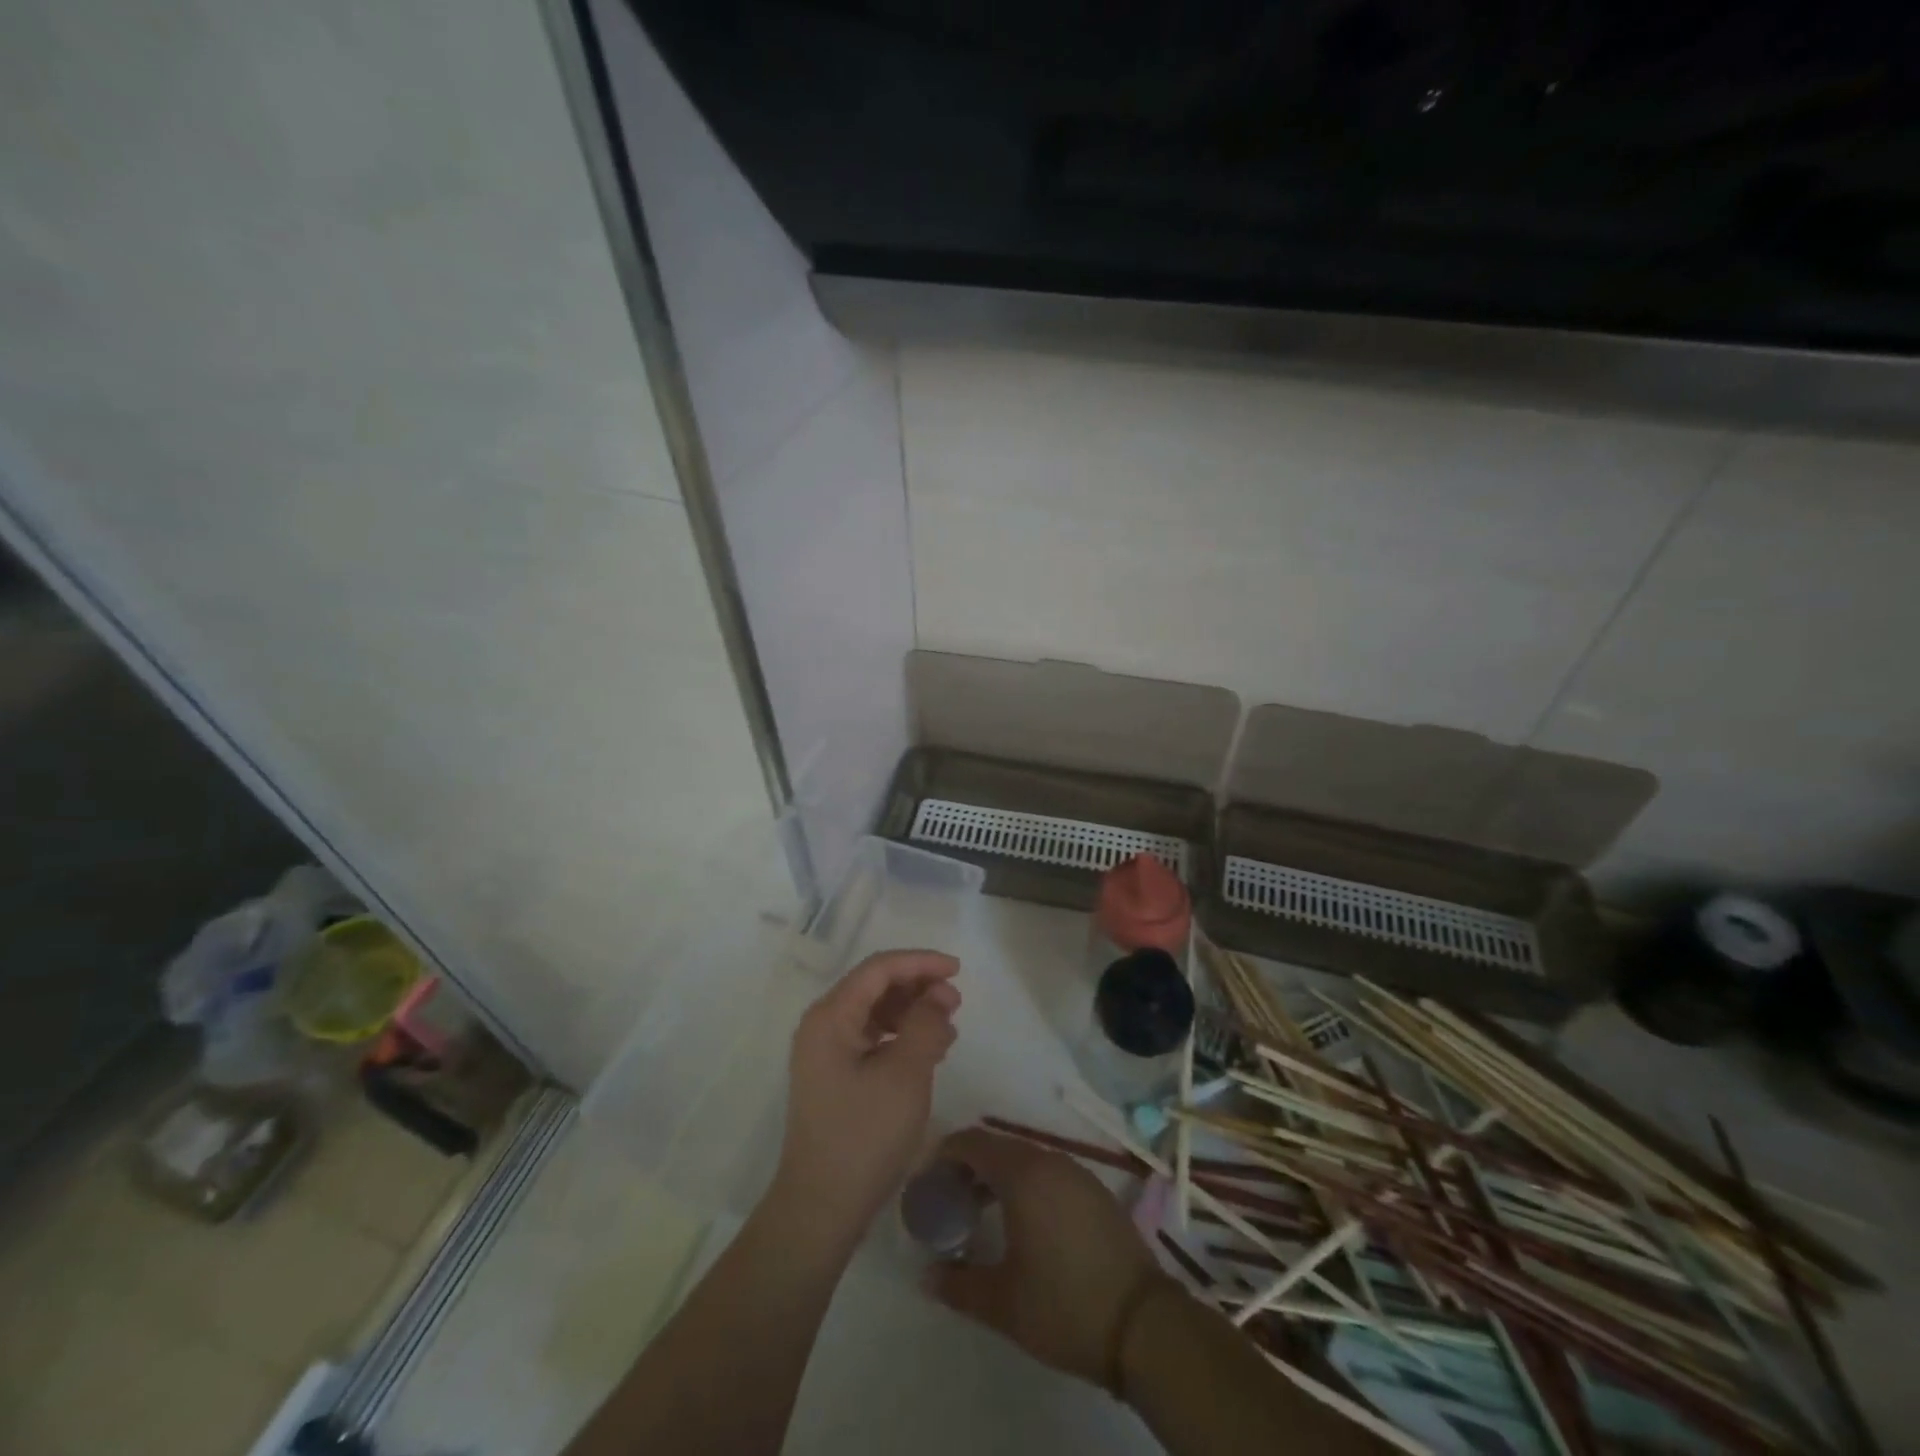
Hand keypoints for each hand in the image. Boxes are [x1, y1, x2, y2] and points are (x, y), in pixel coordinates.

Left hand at [772, 950, 961, 1249]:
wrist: (821, 1209)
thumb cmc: (864, 1137)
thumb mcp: (905, 1075)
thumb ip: (925, 1024)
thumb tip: (939, 994)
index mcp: (831, 1016)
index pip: (879, 968)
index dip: (920, 962)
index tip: (957, 970)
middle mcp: (822, 1025)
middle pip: (875, 986)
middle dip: (918, 987)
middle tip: (956, 1003)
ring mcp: (825, 1052)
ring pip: (875, 1012)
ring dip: (912, 1012)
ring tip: (947, 1028)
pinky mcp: (834, 1076)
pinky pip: (871, 1038)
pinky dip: (901, 1037)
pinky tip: (927, 1052)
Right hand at [927, 1128, 1169, 1390]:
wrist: (1143, 1325)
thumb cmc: (1064, 1306)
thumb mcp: (1002, 1303)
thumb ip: (958, 1284)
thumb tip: (926, 1276)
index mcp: (1022, 1174)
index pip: (973, 1142)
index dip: (944, 1153)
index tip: (927, 1179)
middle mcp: (1050, 1161)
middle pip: (999, 1147)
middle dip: (969, 1165)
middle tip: (949, 1198)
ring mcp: (1078, 1174)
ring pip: (1026, 1159)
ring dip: (999, 1175)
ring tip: (981, 1211)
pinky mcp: (1096, 1192)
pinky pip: (1050, 1173)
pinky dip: (1028, 1183)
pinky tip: (1024, 1221)